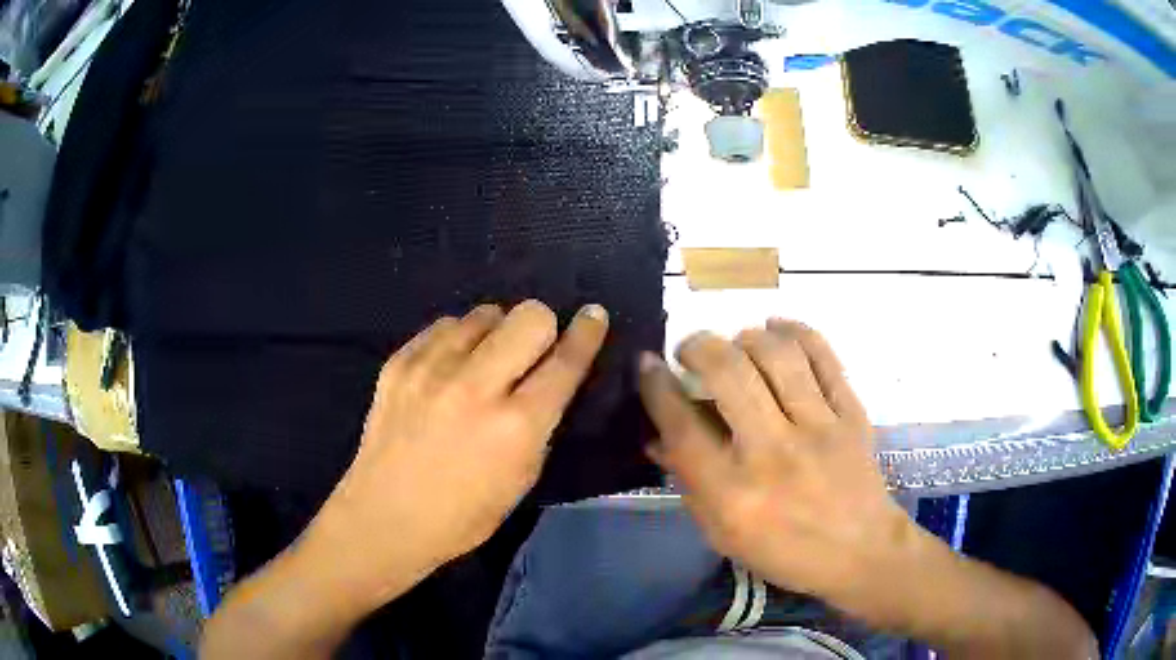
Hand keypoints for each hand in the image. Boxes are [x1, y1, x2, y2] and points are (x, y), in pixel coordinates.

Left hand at [306, 300, 607, 606]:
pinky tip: (448, 368)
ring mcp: (432, 369)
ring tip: (483, 361)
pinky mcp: (399, 363)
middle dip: (541, 326)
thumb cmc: (463, 515)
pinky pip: (444, 327)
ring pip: (484, 314)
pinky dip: (456, 341)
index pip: (565, 362)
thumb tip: (549, 378)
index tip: (594, 314)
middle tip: (531, 350)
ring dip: (495, 333)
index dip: (587, 333)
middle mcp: (476, 386)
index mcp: (516, 426)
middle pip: (529, 317)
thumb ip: (540, 423)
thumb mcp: (522, 478)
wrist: (385, 517)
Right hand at [638, 319, 917, 604]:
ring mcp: (819, 428)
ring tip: (737, 343)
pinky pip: (824, 356)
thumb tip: (658, 434)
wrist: (860, 552)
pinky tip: (778, 328)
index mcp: (733, 492)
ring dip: (746, 336)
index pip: (682, 425)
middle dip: (698, 345)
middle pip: (729, 371)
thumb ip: (688, 481)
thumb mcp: (722, 532)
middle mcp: (773, 452)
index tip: (647, 363)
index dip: (656, 385)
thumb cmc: (784, 551)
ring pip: (777, 354)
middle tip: (691, 349)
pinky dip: (797, 332)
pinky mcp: (852, 414)